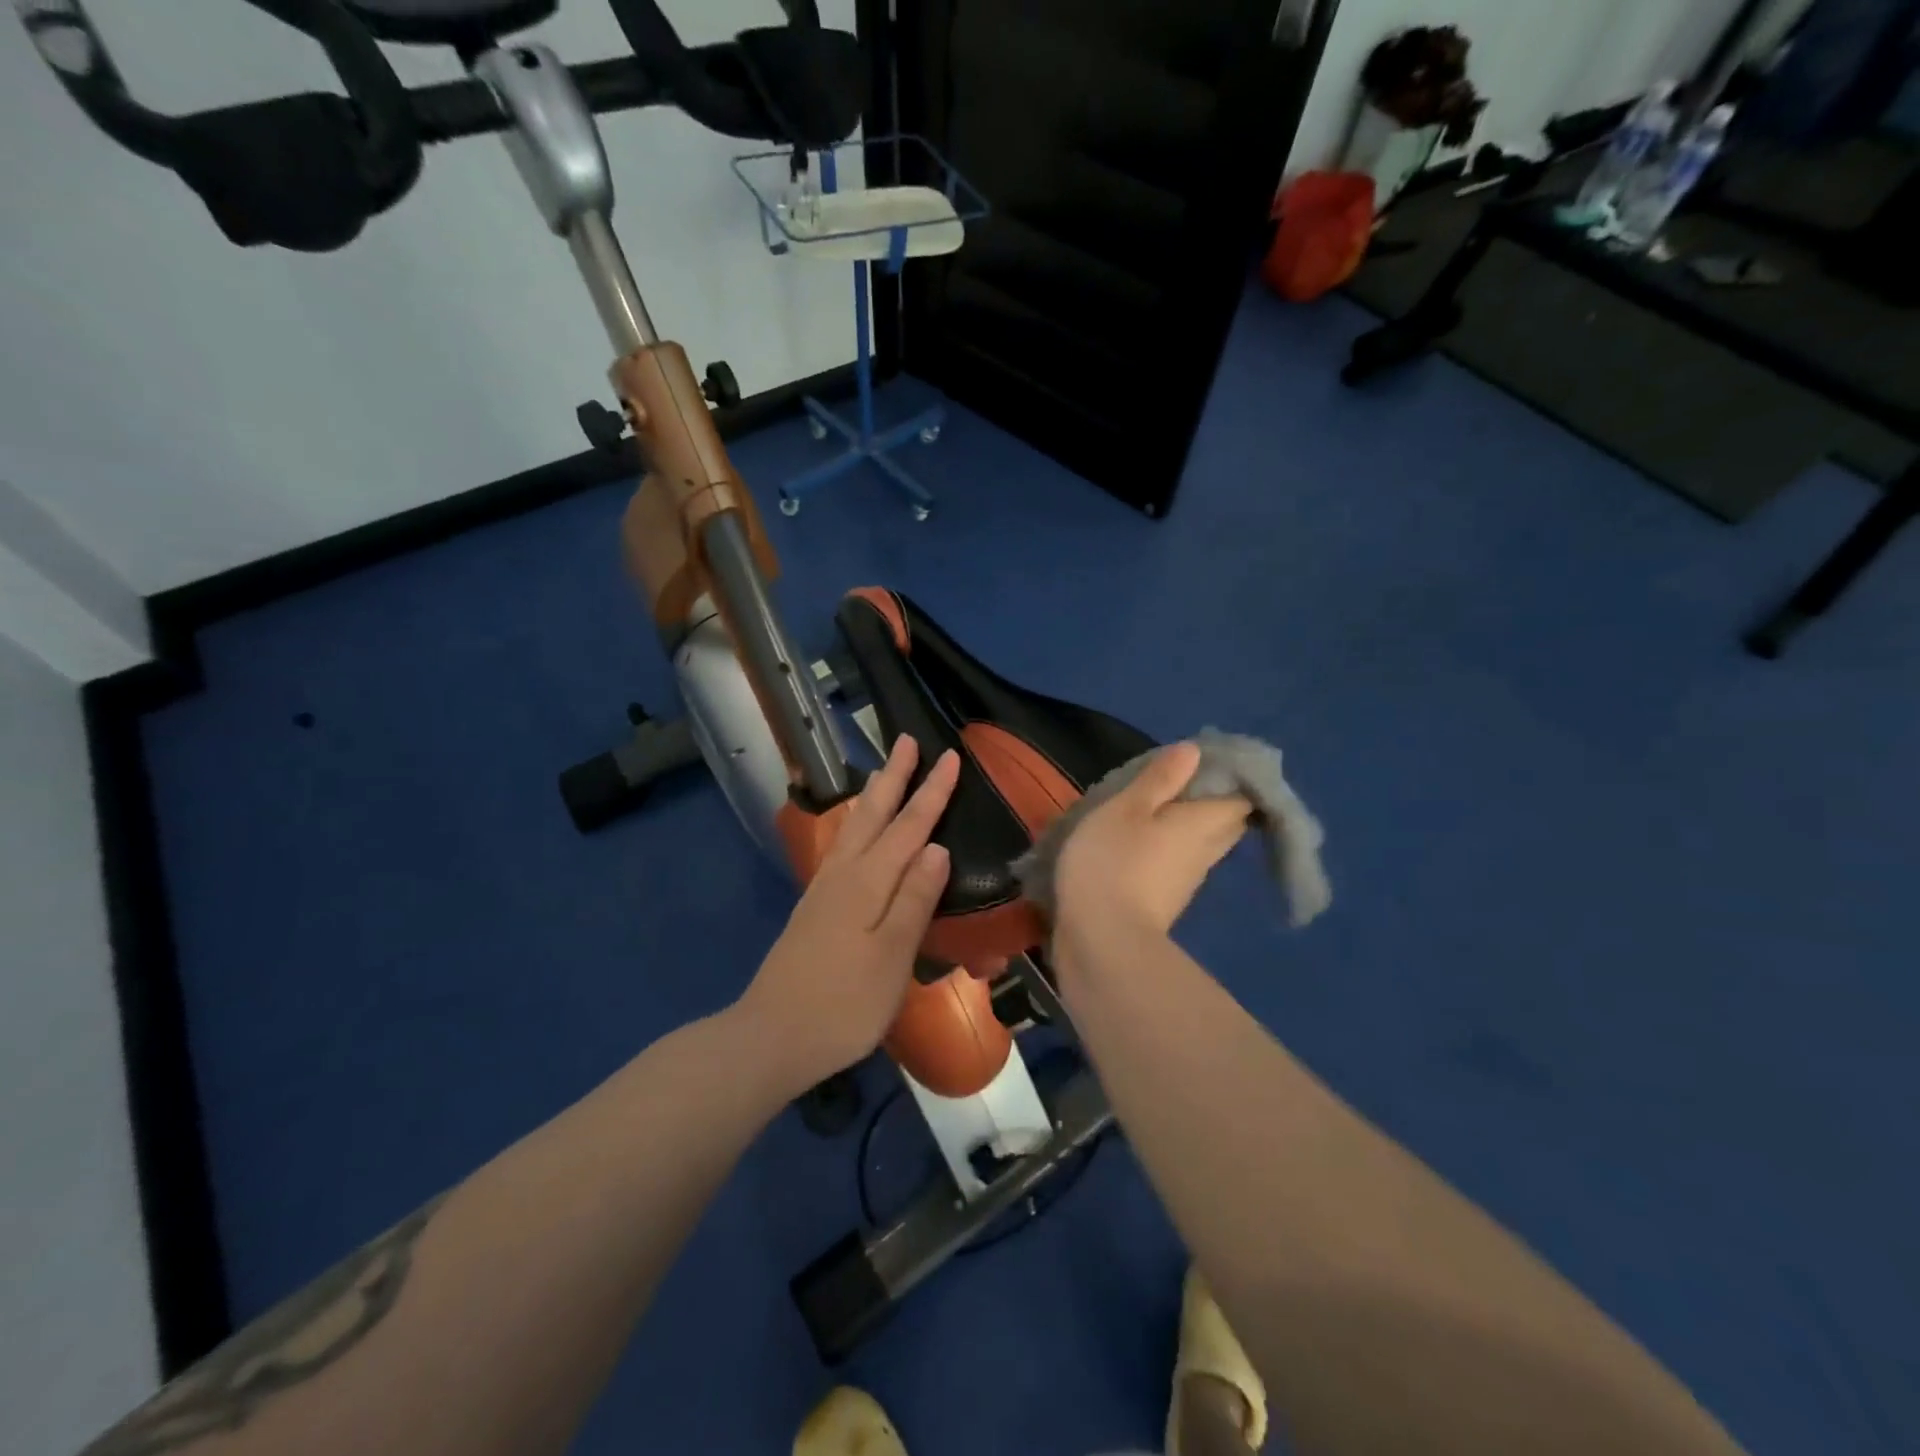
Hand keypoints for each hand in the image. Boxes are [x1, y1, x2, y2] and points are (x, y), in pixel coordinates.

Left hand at [735, 736, 958, 1093]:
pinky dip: (856, 825)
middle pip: (874, 815)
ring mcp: (824, 890)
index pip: (909, 827)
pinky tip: (856, 832)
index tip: (950, 756)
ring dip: (872, 796)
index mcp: (868, 883)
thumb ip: (915, 900)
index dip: (931, 792)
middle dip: (894, 776)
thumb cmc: (843, 1003)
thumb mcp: (891, 956)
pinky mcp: (814, 908)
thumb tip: (937, 848)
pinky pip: (842, 847)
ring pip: (853, 828)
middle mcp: (844, 875)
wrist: (772, 1036)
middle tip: (905, 740)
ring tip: (883, 772)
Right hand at [1054, 741, 1249, 940]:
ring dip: (1185, 824)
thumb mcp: (1126, 809)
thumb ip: (1159, 779)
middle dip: (1212, 800)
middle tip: (1178, 780)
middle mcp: (1205, 853)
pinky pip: (1176, 863)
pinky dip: (1165, 848)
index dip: (1232, 777)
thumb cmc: (1113, 863)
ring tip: (1151, 806)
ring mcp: (1186, 881)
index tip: (1207, 762)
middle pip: (1225, 822)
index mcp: (1203, 823)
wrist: (1101, 943)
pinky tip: (1138, 842)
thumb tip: (1194, 752)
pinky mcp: (1163, 901)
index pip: (1242, 798)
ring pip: (1200, 844)